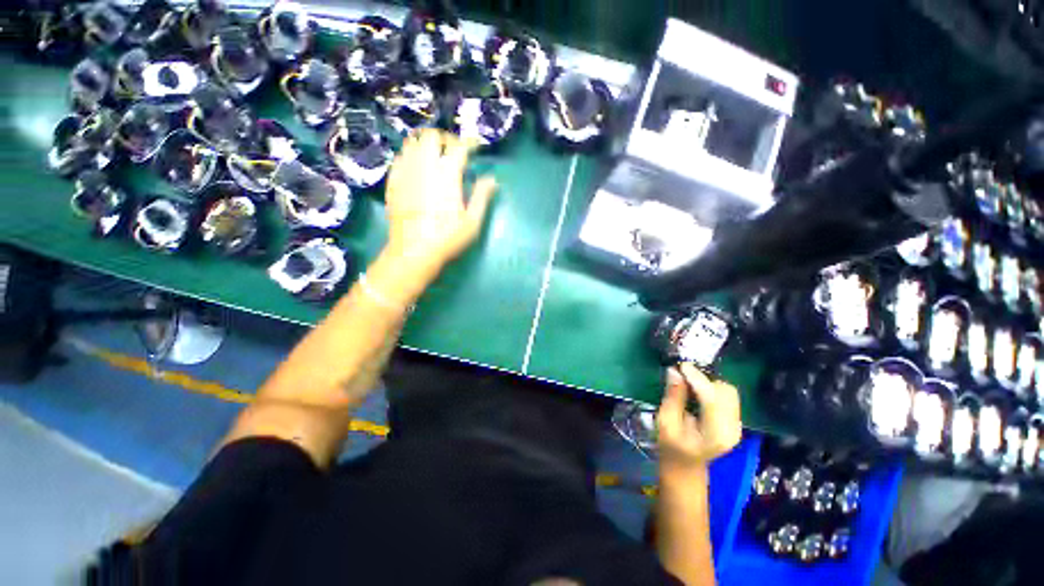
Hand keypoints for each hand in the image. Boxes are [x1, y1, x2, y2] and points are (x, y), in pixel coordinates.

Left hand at [384, 129, 497, 272]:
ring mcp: (405, 172)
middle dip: (444, 138)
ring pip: (412, 143)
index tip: (475, 146)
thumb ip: (482, 196)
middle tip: (453, 150)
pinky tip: (416, 168)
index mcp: (447, 175)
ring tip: (434, 156)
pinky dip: (410, 156)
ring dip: (425, 144)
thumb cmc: (447, 237)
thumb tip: (492, 179)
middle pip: (431, 136)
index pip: (459, 147)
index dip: (469, 142)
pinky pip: (399, 158)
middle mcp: (424, 166)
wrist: (413, 251)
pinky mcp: (393, 182)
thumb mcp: (472, 221)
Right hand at [656, 364, 741, 475]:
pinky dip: (712, 388)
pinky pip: (727, 395)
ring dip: (708, 383)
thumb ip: (673, 396)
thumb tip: (674, 371)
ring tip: (688, 384)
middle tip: (681, 376)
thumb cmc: (671, 446)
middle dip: (703, 380)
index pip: (711, 398)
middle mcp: (732, 428)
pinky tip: (697, 392)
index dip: (697, 379)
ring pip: (728, 391)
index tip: (681, 365)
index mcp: (715, 434)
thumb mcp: (665, 421)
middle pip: (724, 391)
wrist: (685, 464)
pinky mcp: (734, 420)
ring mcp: (736, 425)